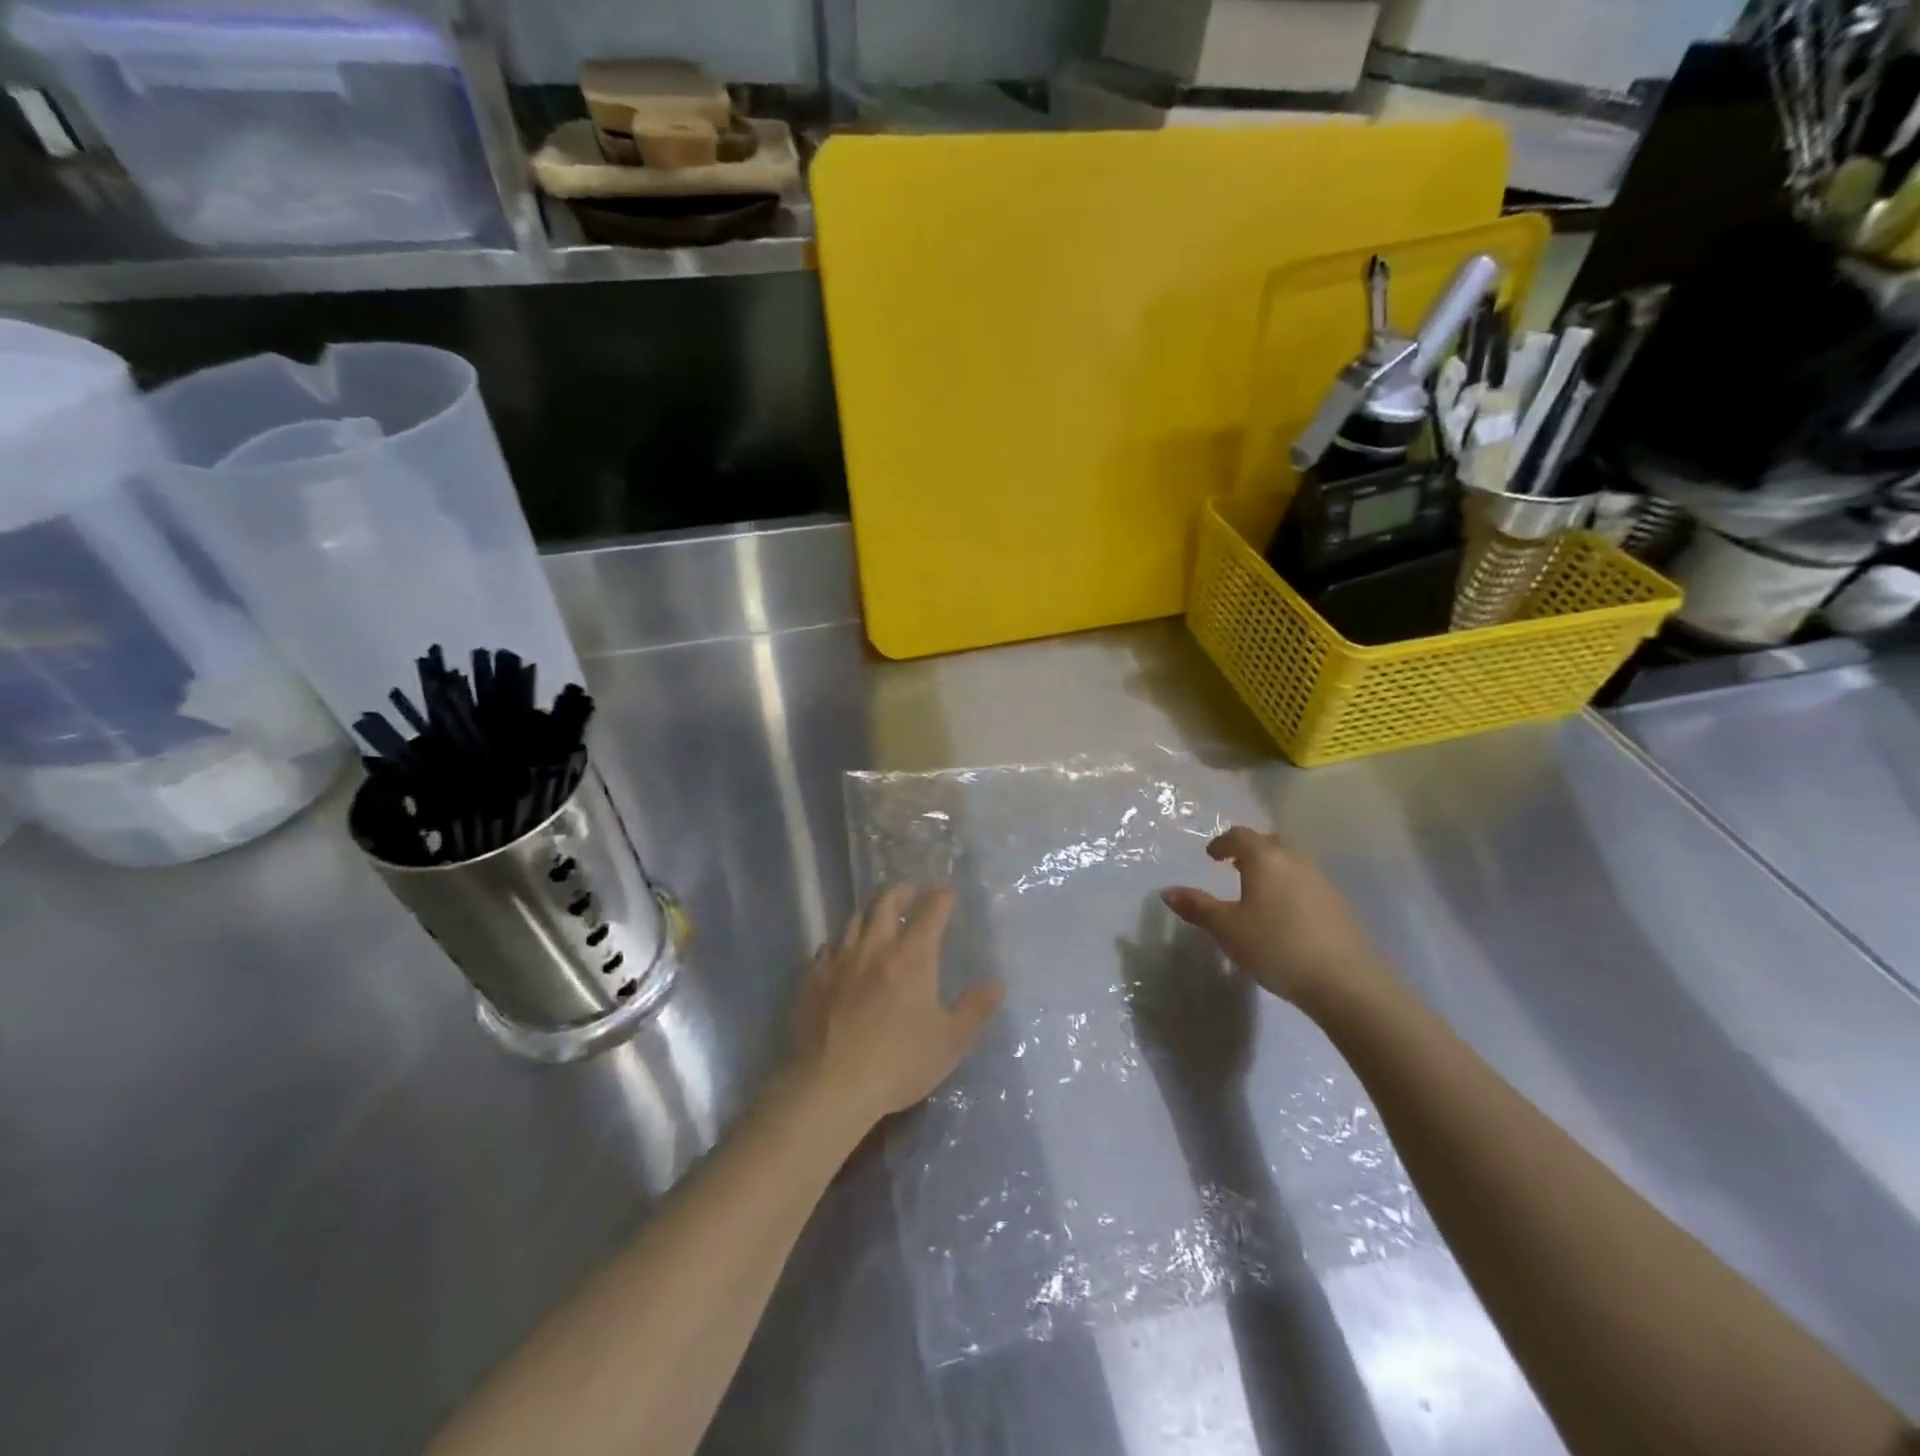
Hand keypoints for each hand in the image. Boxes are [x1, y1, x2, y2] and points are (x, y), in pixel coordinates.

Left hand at [791, 885, 1004, 1131]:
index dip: (940, 897)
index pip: (930, 912)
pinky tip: (840, 956)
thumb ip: (975, 1010)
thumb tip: (997, 985)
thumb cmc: (899, 1063)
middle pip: (884, 903)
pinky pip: (826, 950)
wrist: (831, 1085)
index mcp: (912, 957)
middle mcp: (875, 948)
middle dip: (900, 891)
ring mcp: (839, 961)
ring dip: (868, 914)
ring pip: (853, 921)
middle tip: (909, 890)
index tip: (946, 891)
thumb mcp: (950, 1042)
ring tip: (875, 917)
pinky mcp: (813, 980)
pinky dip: (839, 946)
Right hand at [1160, 827, 1392, 1012]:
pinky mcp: (1338, 904)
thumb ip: (1197, 907)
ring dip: (1272, 868)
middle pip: (1270, 843)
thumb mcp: (1227, 929)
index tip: (1211, 856)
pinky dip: (1289, 886)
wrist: (1346, 981)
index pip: (1240, 836)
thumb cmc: (1276, 946)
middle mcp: (1295, 860)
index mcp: (1265, 858)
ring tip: (1256, 890)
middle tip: (1233, 866)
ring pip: (1291, 862)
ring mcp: (1321, 881)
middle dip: (1250, 850)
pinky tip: (1283, 914)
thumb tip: (1167, 891)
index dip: (1222, 843)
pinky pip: (1306, 882)